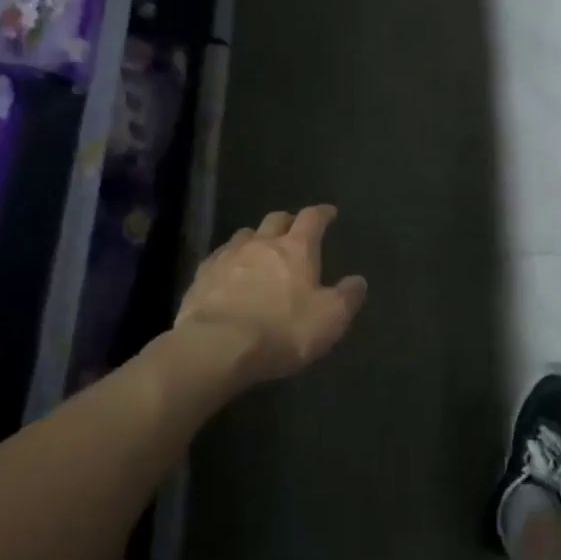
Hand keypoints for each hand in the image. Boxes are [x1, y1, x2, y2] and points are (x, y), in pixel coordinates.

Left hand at [177, 206, 366, 386]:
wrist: (217, 347)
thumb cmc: (282, 331)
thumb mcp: (329, 319)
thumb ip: (347, 297)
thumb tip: (358, 280)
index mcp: (296, 249)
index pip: (312, 218)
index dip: (322, 213)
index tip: (329, 212)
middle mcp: (261, 243)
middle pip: (275, 219)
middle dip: (287, 221)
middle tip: (293, 230)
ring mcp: (228, 257)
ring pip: (245, 235)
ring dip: (256, 238)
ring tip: (260, 250)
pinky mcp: (202, 276)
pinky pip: (219, 257)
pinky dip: (229, 260)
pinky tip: (229, 273)